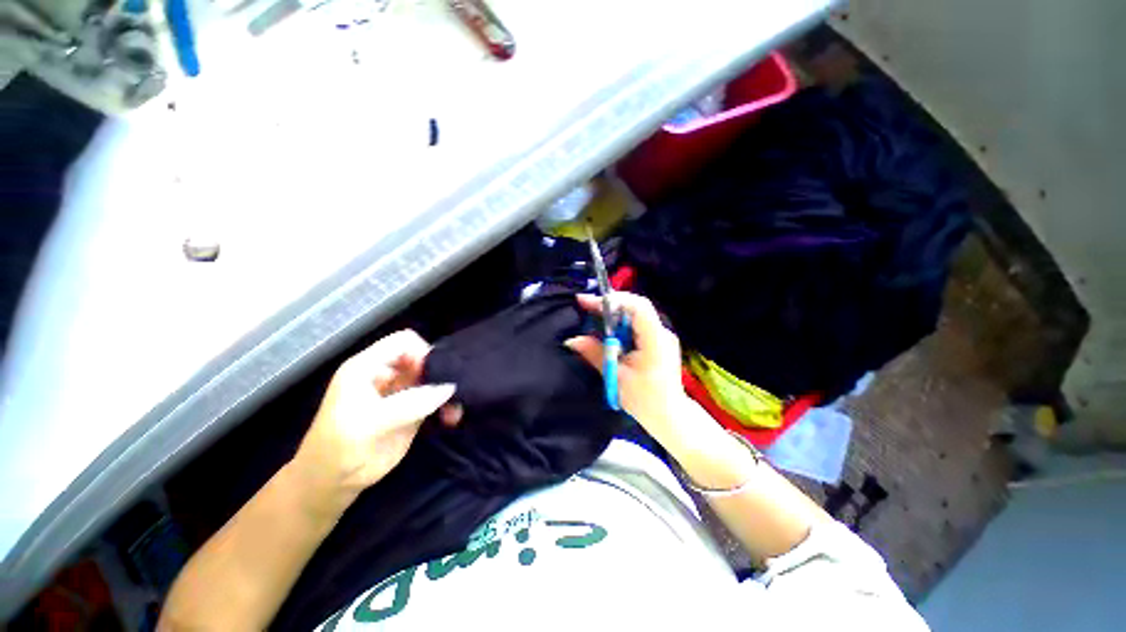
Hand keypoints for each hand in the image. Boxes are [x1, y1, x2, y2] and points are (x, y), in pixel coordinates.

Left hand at [290, 330, 457, 516]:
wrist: (331, 485)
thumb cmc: (339, 449)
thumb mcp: (370, 424)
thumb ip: (410, 403)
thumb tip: (449, 387)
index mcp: (368, 366)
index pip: (403, 341)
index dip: (422, 352)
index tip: (434, 375)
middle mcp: (387, 374)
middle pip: (423, 358)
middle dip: (441, 373)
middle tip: (453, 394)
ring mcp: (401, 392)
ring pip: (434, 378)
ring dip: (447, 391)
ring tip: (454, 412)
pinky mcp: (412, 409)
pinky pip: (436, 398)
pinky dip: (446, 404)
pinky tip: (451, 419)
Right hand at [565, 292, 696, 445]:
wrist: (670, 416)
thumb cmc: (644, 400)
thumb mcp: (615, 376)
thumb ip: (594, 354)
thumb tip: (571, 340)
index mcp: (655, 340)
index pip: (638, 307)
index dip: (613, 300)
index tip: (589, 302)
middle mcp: (662, 332)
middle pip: (636, 306)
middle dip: (609, 304)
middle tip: (585, 305)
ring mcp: (662, 336)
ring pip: (636, 314)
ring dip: (613, 313)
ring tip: (591, 314)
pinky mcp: (658, 341)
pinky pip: (637, 324)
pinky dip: (620, 323)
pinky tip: (607, 330)